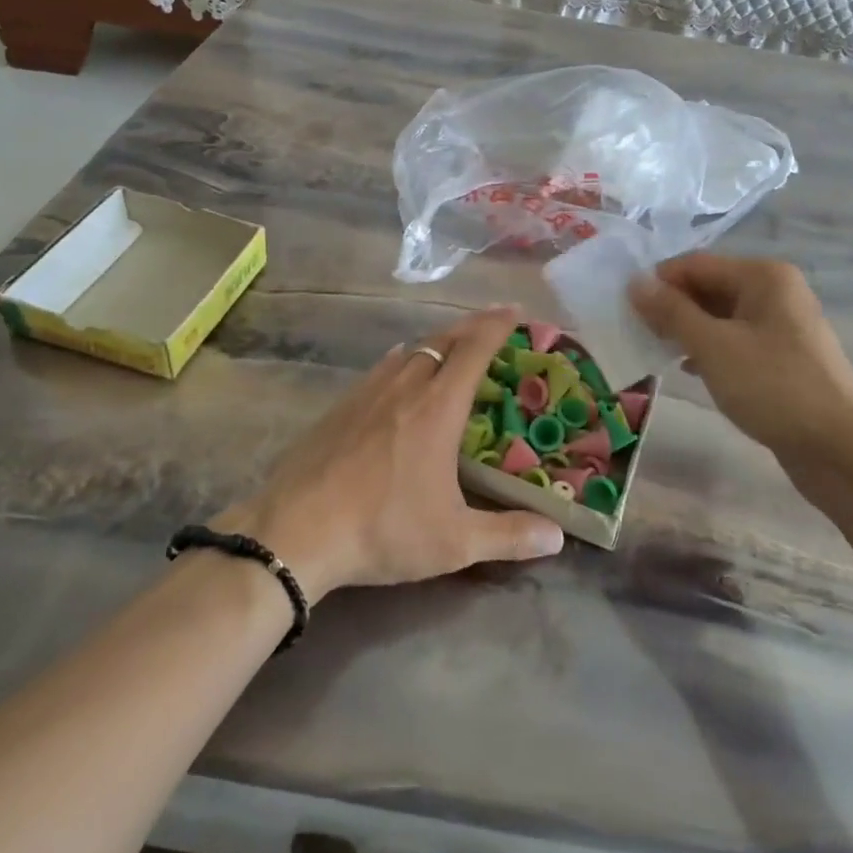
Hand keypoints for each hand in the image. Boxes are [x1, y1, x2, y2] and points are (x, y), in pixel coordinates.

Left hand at [218, 306, 564, 602]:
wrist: (296, 531)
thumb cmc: (382, 529)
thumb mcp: (453, 542)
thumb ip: (508, 535)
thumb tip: (556, 537)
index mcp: (438, 407)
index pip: (474, 349)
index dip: (497, 325)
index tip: (516, 310)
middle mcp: (405, 386)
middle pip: (443, 339)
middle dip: (472, 325)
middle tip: (493, 322)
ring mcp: (368, 392)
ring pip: (411, 350)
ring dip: (438, 341)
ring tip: (453, 346)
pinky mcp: (341, 405)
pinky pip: (382, 366)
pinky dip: (404, 358)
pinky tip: (400, 368)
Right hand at [629, 254, 852, 503]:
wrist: (840, 448)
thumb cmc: (773, 387)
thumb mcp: (713, 346)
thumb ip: (671, 312)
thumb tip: (634, 282)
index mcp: (762, 276)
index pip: (695, 264)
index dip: (658, 282)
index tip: (625, 309)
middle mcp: (774, 291)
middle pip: (708, 286)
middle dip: (672, 307)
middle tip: (637, 333)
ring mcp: (781, 324)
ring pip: (719, 315)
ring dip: (687, 330)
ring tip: (657, 351)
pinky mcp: (782, 355)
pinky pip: (734, 340)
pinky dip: (709, 349)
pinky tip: (689, 369)